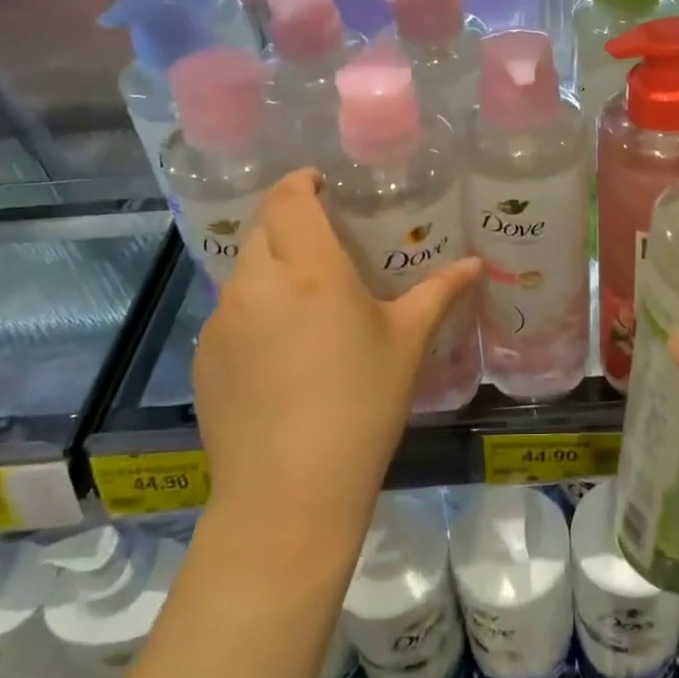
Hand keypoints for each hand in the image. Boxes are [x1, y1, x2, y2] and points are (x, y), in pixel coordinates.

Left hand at [194, 170, 480, 570]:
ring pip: (243, 273)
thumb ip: (439, 293)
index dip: (299, 182)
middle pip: (262, 230)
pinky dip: (253, 312)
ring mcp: (221, 322)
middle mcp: (256, 285)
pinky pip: (229, 314)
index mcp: (309, 271)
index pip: (288, 199)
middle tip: (324, 247)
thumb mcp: (407, 344)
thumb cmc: (361, 407)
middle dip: (288, 226)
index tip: (320, 184)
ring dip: (270, 270)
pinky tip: (280, 353)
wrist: (289, 495)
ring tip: (304, 302)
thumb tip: (475, 264)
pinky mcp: (203, 358)